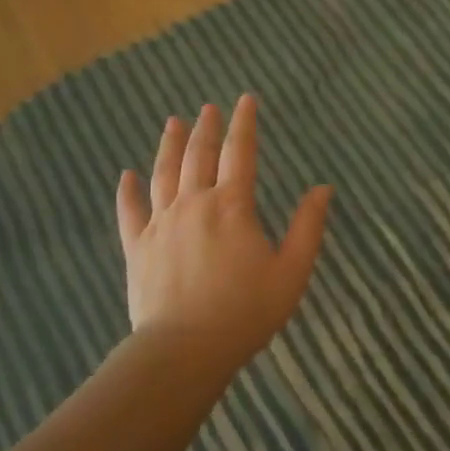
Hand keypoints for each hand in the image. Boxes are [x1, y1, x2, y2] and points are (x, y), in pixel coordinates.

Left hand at [116, 95, 332, 369]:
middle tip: (209, 108)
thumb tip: (323, 188)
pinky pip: (129, 211)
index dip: (244, 123)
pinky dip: (127, 190)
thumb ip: (308, 226)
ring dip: (169, 145)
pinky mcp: (137, 247)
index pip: (240, 152)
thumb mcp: (292, 271)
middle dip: (206, 128)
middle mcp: (194, 203)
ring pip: (163, 173)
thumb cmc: (246, 312)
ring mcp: (160, 224)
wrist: (185, 349)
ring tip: (172, 123)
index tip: (246, 100)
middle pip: (199, 155)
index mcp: (232, 206)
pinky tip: (126, 174)